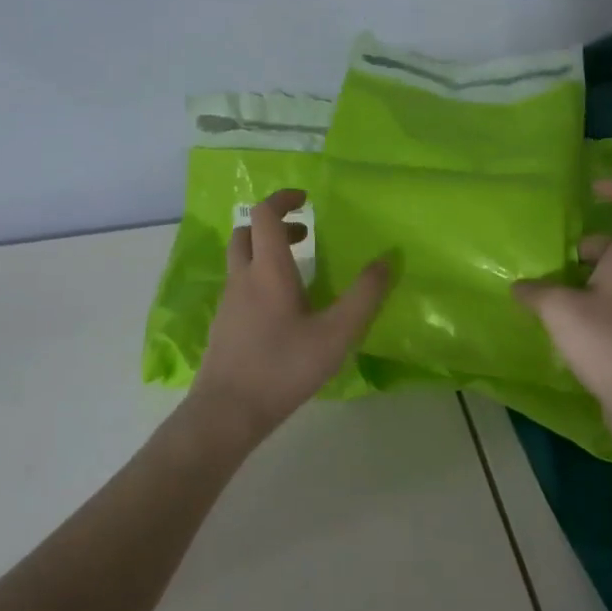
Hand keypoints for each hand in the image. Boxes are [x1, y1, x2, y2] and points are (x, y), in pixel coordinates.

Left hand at [190, 189, 391, 440]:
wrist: (228, 411)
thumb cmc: (284, 367)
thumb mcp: (336, 334)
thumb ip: (364, 296)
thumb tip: (387, 260)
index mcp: (268, 269)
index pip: (265, 214)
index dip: (283, 199)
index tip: (306, 199)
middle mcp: (243, 278)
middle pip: (246, 232)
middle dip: (274, 225)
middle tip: (305, 236)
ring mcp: (229, 302)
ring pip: (240, 259)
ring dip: (266, 251)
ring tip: (299, 271)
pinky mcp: (224, 324)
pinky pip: (239, 285)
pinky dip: (258, 277)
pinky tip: (282, 309)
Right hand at [513, 179, 611, 426]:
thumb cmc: (607, 342)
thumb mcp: (560, 310)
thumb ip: (535, 292)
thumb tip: (520, 287)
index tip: (592, 189)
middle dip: (581, 246)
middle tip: (550, 258)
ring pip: (606, 278)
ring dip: (577, 279)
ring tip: (543, 292)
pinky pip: (605, 305)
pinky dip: (582, 305)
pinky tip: (557, 324)